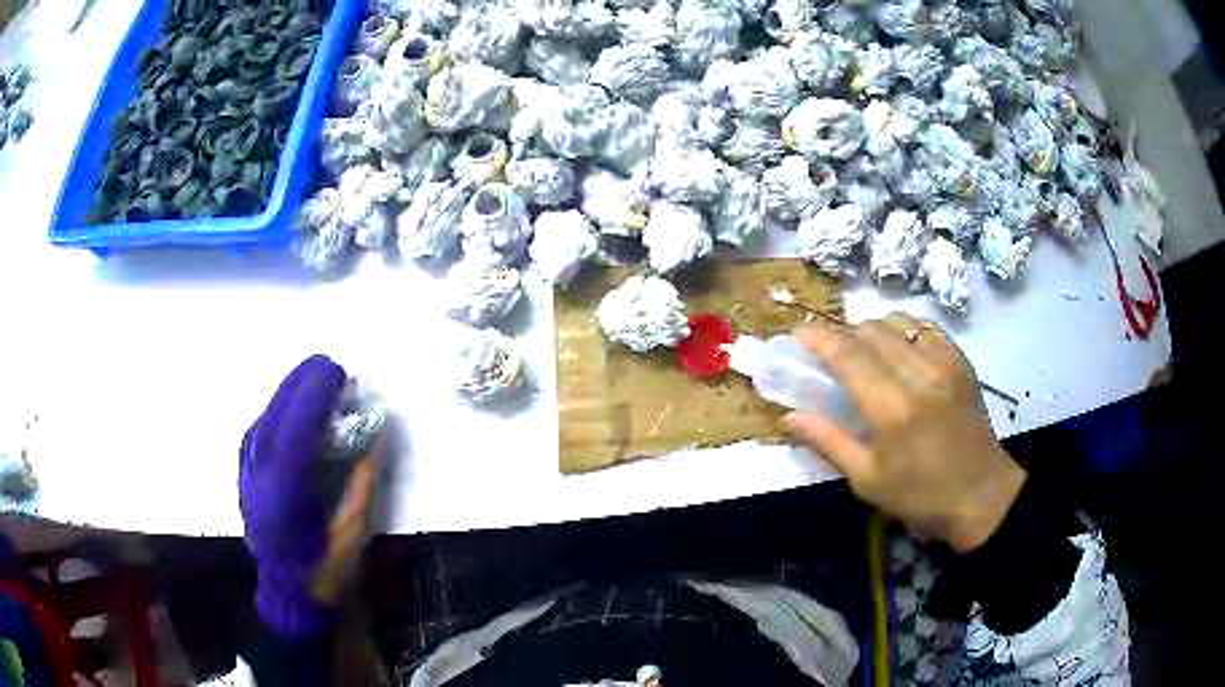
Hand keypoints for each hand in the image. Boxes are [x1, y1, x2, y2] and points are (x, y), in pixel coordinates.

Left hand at [240, 355, 383, 637]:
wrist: (288, 594)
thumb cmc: (325, 570)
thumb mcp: (353, 530)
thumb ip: (362, 478)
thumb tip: (377, 432)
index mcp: (283, 495)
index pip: (295, 430)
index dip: (315, 395)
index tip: (338, 372)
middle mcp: (258, 477)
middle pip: (275, 415)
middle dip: (301, 383)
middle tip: (329, 365)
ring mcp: (246, 474)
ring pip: (264, 418)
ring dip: (289, 392)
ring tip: (314, 376)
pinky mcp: (245, 474)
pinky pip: (259, 429)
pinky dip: (278, 409)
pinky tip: (292, 404)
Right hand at [784, 314, 1024, 552]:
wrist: (980, 494)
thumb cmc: (920, 496)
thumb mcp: (867, 480)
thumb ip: (828, 441)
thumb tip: (789, 417)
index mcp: (890, 408)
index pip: (847, 355)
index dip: (818, 338)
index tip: (798, 333)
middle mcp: (917, 374)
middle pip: (870, 332)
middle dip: (842, 335)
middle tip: (830, 354)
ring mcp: (943, 363)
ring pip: (897, 324)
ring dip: (872, 332)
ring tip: (864, 352)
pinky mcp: (960, 362)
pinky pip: (926, 328)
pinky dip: (905, 331)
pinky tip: (900, 349)